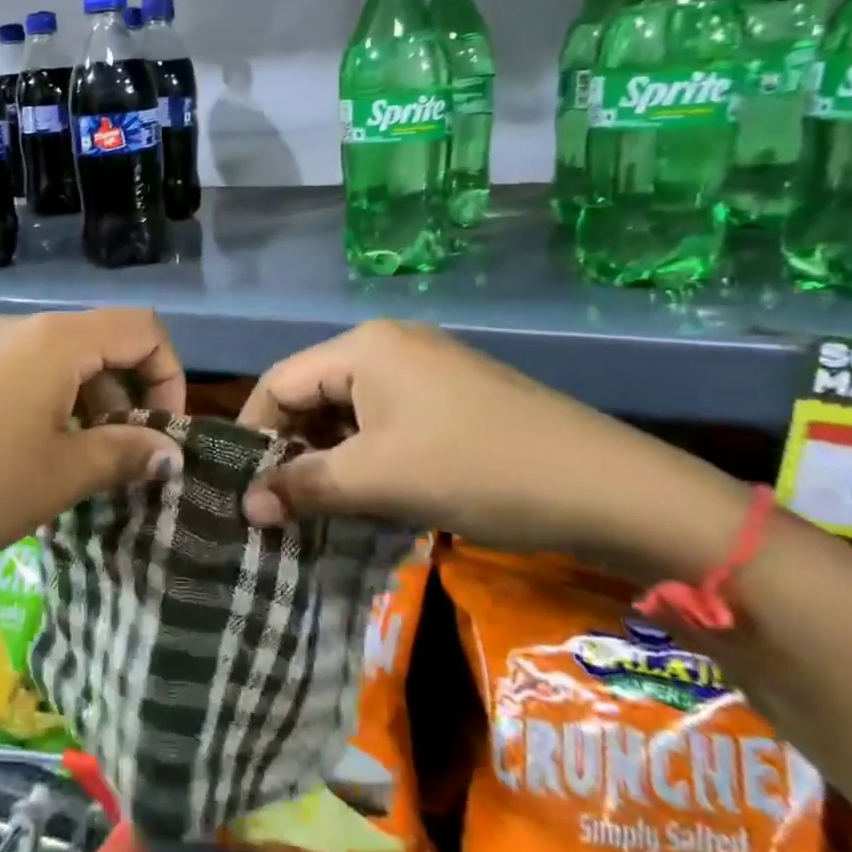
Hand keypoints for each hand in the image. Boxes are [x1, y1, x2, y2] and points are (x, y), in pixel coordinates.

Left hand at [0, 309, 185, 577]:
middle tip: (128, 458)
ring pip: (64, 363)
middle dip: (131, 396)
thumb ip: (126, 454)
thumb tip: (172, 454)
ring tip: (85, 466)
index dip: (169, 376)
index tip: (165, 434)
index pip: (142, 329)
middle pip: (103, 343)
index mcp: (56, 340)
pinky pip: (27, 376)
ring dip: (92, 407)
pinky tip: (39, 459)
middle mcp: (22, 329)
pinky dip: (54, 408)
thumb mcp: (63, 474)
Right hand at [237, 321, 747, 578]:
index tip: (241, 485)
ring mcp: (426, 368)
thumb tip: (244, 507)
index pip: (279, 381)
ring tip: (320, 505)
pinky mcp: (452, 396)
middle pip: (313, 392)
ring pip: (350, 410)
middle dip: (293, 447)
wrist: (610, 488)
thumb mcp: (378, 480)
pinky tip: (371, 493)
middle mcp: (389, 345)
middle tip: (279, 502)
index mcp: (363, 347)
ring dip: (330, 456)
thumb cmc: (476, 469)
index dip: (254, 432)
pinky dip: (367, 455)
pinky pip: (386, 420)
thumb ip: (302, 487)